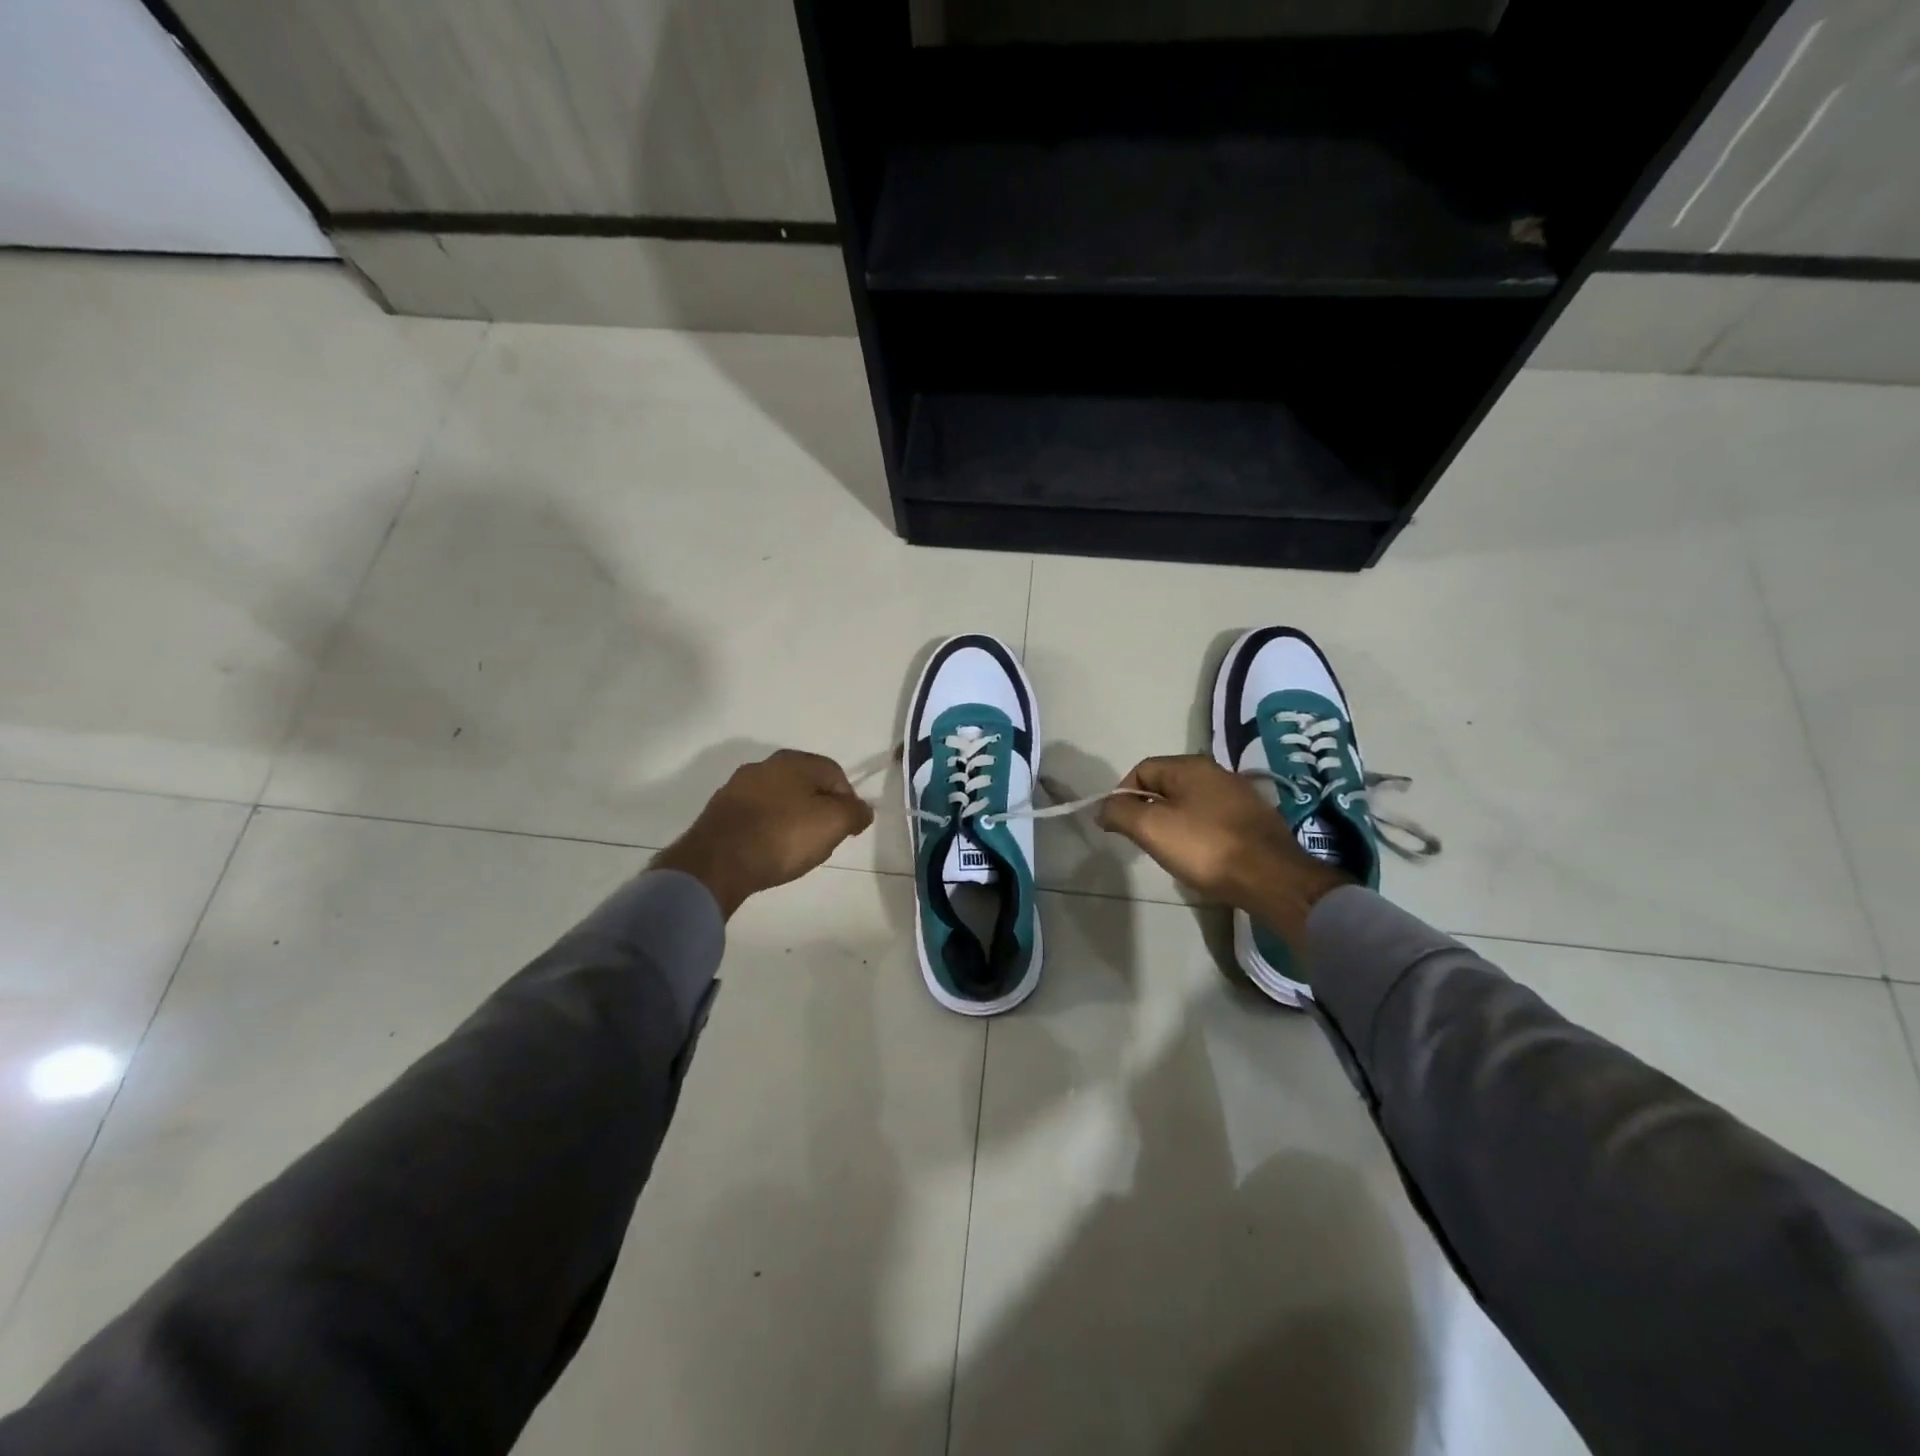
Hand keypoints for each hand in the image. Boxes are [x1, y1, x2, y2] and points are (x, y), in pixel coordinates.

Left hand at [653, 750, 873, 917]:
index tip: (847, 830)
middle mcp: (764, 765)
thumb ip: (855, 812)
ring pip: (780, 800)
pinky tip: (768, 850)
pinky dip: (767, 829)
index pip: (835, 774)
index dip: (848, 801)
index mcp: (794, 760)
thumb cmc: (783, 837)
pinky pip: (756, 816)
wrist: (716, 863)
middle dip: (819, 809)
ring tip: (794, 849)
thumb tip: (862, 809)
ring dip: (792, 819)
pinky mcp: (719, 811)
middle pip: (806, 785)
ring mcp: (737, 787)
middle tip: (823, 839)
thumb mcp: (833, 824)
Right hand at [1097, 756, 1349, 948]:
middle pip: (1167, 785)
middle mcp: (1217, 772)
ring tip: (1170, 851)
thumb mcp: (1151, 828)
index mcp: (1190, 766)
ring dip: (1173, 823)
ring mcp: (1240, 796)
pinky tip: (1201, 857)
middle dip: (1148, 809)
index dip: (1123, 794)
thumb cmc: (1205, 847)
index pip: (1142, 769)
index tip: (1119, 825)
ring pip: (1190, 803)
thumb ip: (1121, 812)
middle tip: (1142, 840)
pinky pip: (1213, 819)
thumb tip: (1104, 808)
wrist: (1271, 878)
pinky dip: (1198, 833)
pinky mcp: (1254, 821)